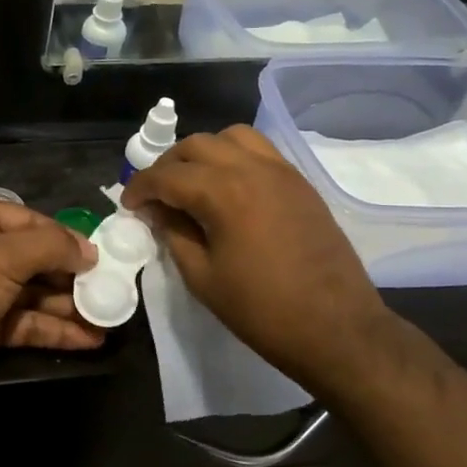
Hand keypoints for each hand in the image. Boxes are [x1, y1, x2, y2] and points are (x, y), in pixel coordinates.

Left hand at [0, 198, 103, 408]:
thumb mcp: (2, 256)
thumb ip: (51, 248)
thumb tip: (90, 250)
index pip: (28, 221)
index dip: (64, 237)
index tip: (101, 255)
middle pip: (33, 259)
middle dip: (72, 275)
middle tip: (113, 289)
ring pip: (33, 294)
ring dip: (69, 306)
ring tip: (110, 316)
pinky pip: (26, 323)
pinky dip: (55, 330)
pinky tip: (90, 338)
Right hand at [121, 126, 389, 389]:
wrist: (337, 328)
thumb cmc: (262, 310)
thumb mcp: (203, 277)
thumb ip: (174, 234)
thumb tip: (157, 211)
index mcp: (224, 192)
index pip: (167, 175)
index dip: (141, 187)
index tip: (129, 205)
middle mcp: (252, 168)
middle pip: (197, 145)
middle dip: (168, 165)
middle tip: (156, 194)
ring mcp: (282, 172)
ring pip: (232, 137)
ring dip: (203, 152)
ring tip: (193, 182)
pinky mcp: (300, 183)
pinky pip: (260, 150)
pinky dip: (234, 156)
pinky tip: (228, 187)